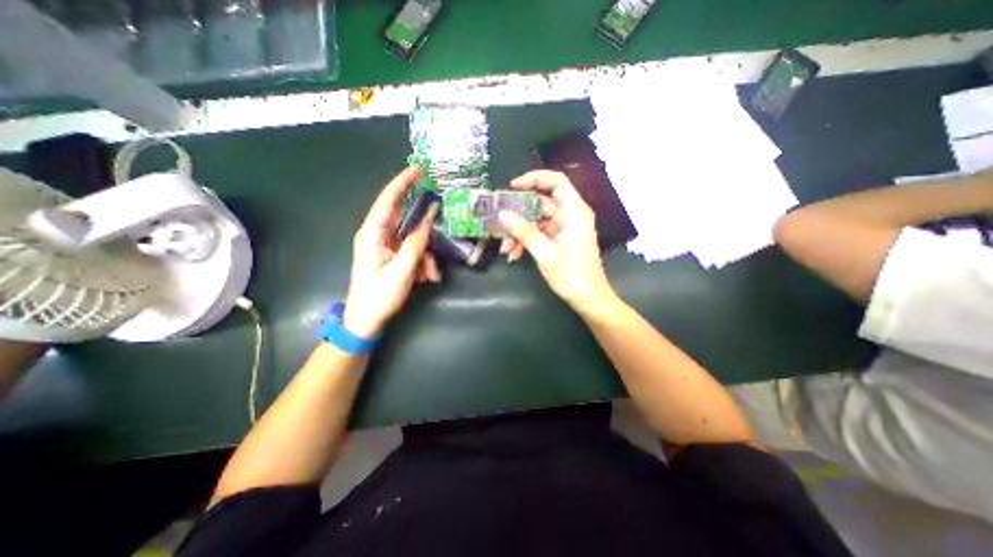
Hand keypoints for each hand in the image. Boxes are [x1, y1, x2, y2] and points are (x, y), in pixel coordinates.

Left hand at [345, 165, 440, 336]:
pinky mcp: (392, 257)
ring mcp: (386, 247)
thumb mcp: (402, 270)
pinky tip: (425, 278)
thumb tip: (429, 220)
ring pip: (415, 240)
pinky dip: (422, 263)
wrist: (365, 320)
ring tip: (430, 276)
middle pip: (408, 223)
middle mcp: (378, 235)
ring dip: (426, 256)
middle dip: (425, 238)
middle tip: (434, 253)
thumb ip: (416, 243)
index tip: (418, 169)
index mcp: (373, 233)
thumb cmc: (379, 295)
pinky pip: (413, 251)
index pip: (388, 200)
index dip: (402, 182)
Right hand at [502, 169, 617, 311]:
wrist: (588, 299)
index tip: (512, 187)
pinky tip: (514, 254)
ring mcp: (564, 227)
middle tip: (500, 220)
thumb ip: (524, 231)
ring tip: (505, 248)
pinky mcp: (559, 239)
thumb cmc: (572, 275)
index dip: (534, 179)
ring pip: (537, 220)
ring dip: (520, 232)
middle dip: (519, 214)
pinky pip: (539, 233)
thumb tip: (502, 214)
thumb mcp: (544, 253)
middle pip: (541, 203)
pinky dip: (527, 241)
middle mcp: (570, 215)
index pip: (557, 182)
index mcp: (574, 212)